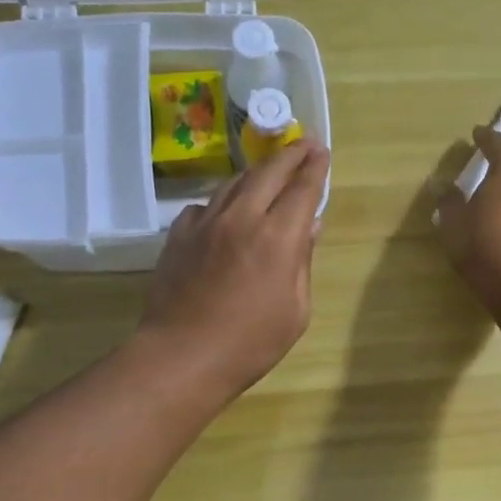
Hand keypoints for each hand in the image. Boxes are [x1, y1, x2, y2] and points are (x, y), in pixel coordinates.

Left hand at [139, 139, 329, 399]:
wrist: (182, 355)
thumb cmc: (250, 343)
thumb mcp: (296, 311)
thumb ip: (303, 262)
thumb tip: (309, 226)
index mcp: (277, 237)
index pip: (302, 188)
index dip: (315, 167)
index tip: (322, 151)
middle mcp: (242, 218)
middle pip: (268, 172)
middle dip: (290, 154)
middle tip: (304, 145)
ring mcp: (205, 223)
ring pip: (234, 182)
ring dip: (257, 172)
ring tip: (269, 170)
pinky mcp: (178, 235)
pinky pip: (206, 205)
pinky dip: (224, 200)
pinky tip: (227, 211)